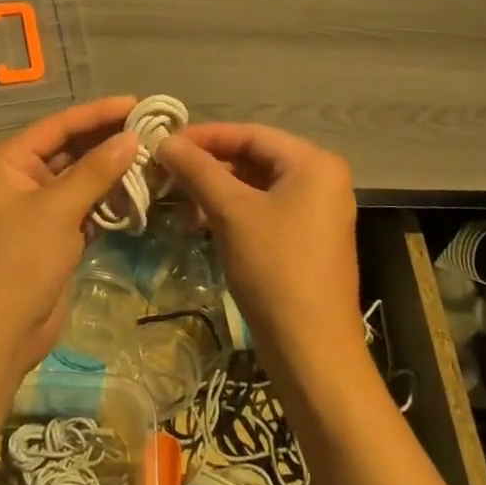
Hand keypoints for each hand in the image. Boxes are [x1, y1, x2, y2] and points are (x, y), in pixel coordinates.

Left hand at [0, 96, 142, 378]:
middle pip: (72, 148)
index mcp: (8, 160)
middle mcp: (21, 175)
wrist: (0, 334)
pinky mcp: (55, 231)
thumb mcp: (58, 209)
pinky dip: (110, 198)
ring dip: (114, 170)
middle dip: (110, 141)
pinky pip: (86, 203)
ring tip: (156, 156)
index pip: (60, 125)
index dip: (100, 113)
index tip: (139, 104)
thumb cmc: (20, 262)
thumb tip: (133, 137)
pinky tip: (142, 190)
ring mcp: (39, 205)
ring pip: (82, 177)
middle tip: (155, 130)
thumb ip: (96, 170)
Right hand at [155, 124, 360, 366]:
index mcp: (314, 163)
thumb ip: (197, 170)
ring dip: (215, 190)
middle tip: (165, 172)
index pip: (250, 134)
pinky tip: (199, 222)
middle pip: (254, 158)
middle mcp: (322, 179)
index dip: (204, 136)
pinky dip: (232, 212)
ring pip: (256, 186)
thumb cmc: (275, 268)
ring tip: (176, 199)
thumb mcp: (231, 212)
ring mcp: (317, 211)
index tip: (164, 143)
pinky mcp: (307, 239)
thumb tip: (163, 140)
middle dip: (208, 165)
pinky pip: (264, 210)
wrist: (312, 350)